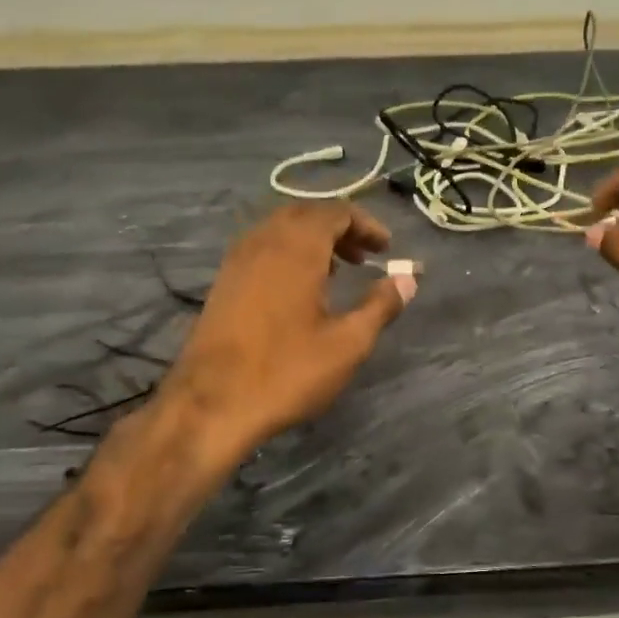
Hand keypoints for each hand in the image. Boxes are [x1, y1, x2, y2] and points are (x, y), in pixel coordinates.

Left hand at [153, 203, 414, 465]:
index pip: (335, 212)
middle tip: (363, 257)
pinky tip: (299, 290)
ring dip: (311, 240)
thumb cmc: (286, 372)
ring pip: (280, 229)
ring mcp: (237, 261)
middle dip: (339, 228)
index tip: (386, 248)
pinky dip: (287, 253)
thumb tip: (407, 279)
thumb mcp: (347, 344)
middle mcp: (264, 242)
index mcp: (296, 248)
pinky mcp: (223, 282)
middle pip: (306, 214)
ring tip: (336, 271)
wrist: (211, 405)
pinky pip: (261, 248)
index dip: (365, 224)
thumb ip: (380, 306)